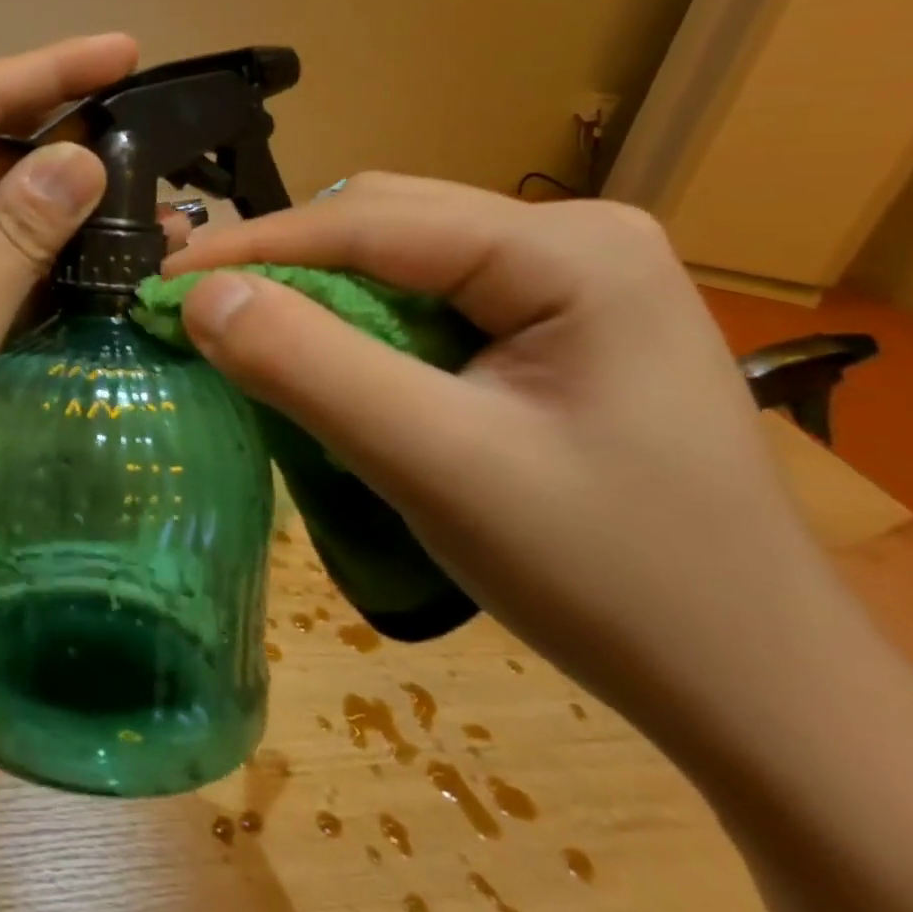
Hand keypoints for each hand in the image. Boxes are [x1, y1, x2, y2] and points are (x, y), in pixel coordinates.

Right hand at [164, 173, 829, 737]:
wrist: (750, 690)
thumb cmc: (606, 575)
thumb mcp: (436, 465)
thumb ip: (309, 367)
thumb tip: (199, 296)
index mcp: (570, 249)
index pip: (370, 221)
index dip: (253, 246)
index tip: (162, 280)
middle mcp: (572, 237)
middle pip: (383, 224)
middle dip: (280, 263)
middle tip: (197, 307)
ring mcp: (567, 278)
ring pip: (396, 256)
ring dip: (313, 290)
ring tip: (245, 327)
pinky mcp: (551, 322)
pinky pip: (422, 296)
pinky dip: (354, 320)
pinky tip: (325, 355)